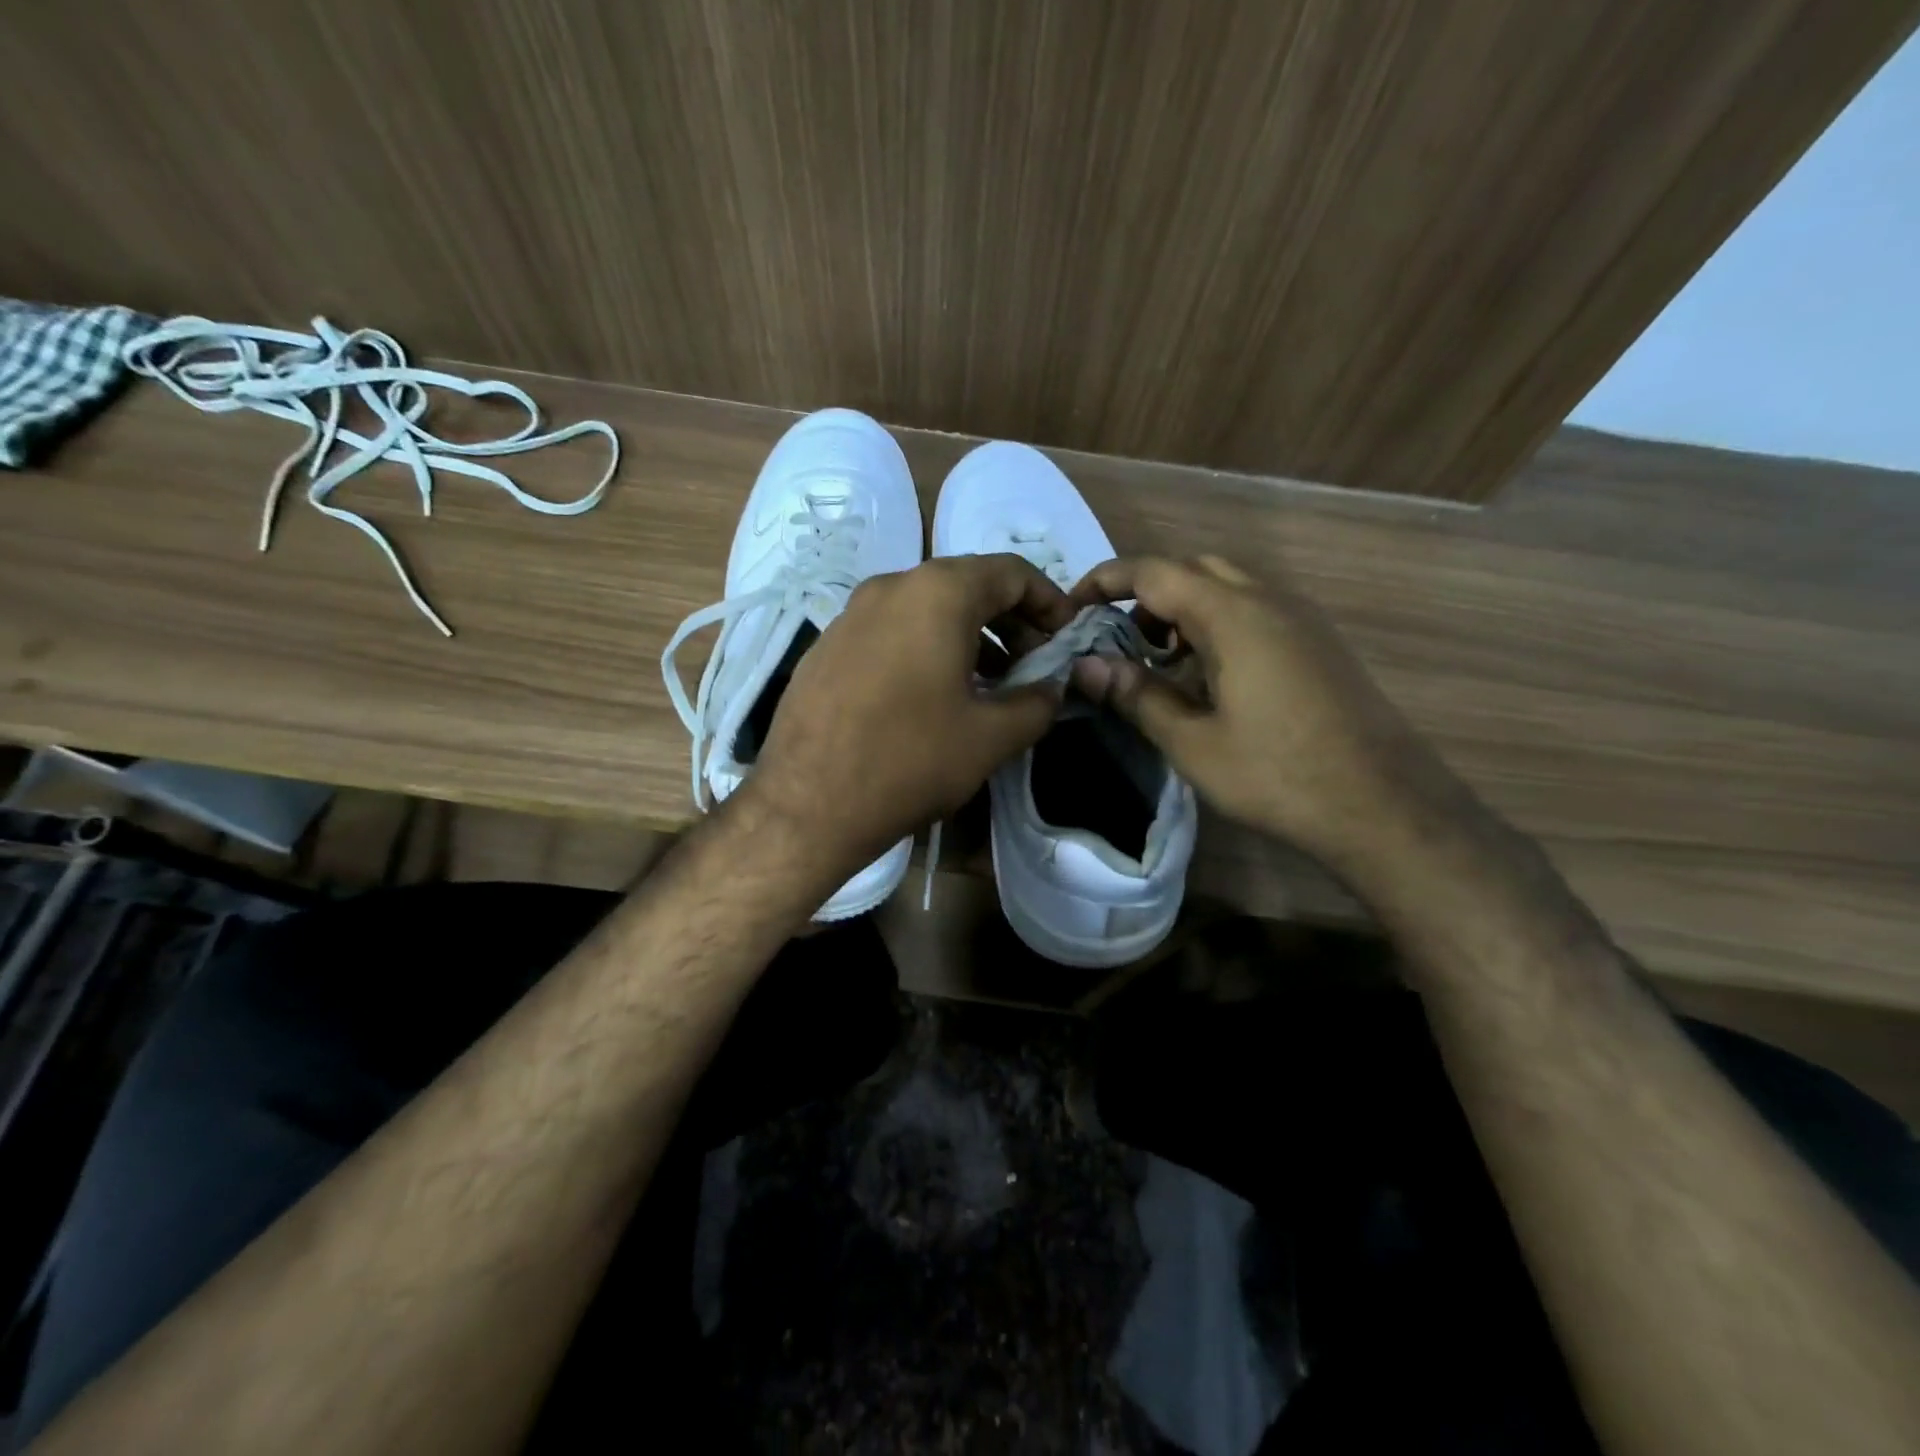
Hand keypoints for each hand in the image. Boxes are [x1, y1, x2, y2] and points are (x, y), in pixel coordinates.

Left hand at [744, 554, 1073, 874]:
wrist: (806, 805)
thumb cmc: (910, 760)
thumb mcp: (991, 736)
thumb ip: (1037, 703)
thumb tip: (1052, 689)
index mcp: (937, 593)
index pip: (1011, 572)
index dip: (1049, 601)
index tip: (1066, 638)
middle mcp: (890, 587)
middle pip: (967, 586)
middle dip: (1010, 621)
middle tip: (1032, 665)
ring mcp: (850, 615)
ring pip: (926, 610)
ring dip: (969, 638)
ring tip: (990, 685)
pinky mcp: (826, 647)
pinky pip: (891, 632)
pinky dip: (926, 649)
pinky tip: (933, 697)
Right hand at [1067, 555, 1452, 868]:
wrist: (1384, 807)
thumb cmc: (1278, 775)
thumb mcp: (1193, 743)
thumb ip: (1137, 695)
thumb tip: (1087, 666)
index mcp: (1233, 615)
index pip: (1155, 572)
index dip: (1106, 581)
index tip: (1072, 607)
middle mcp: (1269, 601)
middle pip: (1194, 569)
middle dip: (1146, 592)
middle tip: (1118, 638)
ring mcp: (1301, 620)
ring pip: (1228, 587)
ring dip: (1183, 609)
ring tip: (1158, 660)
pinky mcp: (1319, 644)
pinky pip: (1256, 611)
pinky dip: (1217, 624)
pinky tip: (1209, 677)